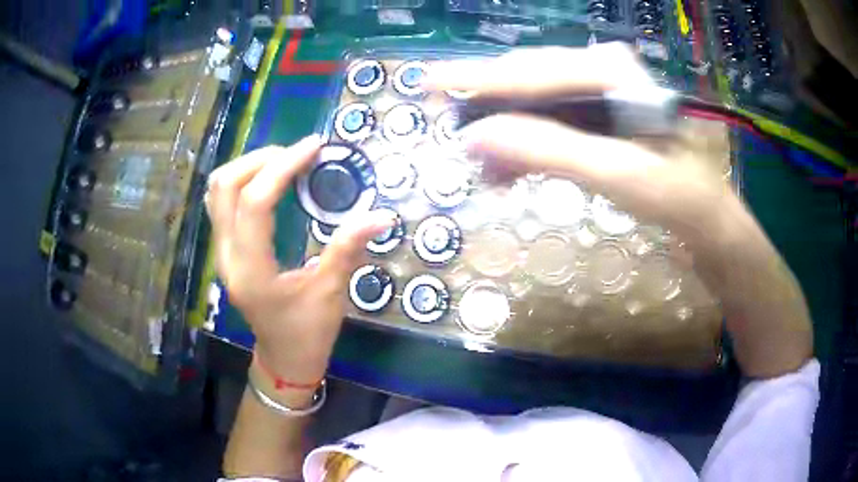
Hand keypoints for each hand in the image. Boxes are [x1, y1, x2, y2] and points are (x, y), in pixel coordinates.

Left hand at [205, 136, 393, 388]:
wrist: (283, 358)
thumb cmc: (307, 333)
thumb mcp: (330, 293)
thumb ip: (348, 250)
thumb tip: (382, 215)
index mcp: (252, 270)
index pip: (254, 203)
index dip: (282, 167)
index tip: (314, 147)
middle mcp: (227, 256)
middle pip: (224, 186)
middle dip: (261, 159)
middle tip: (298, 154)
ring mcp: (222, 252)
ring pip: (217, 191)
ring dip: (248, 166)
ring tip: (284, 161)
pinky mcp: (225, 249)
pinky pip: (221, 202)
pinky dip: (242, 180)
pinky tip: (268, 180)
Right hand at [429, 43, 731, 239]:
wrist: (702, 214)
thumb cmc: (674, 192)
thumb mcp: (615, 172)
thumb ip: (548, 149)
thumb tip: (477, 136)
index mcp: (610, 70)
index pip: (531, 72)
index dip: (476, 79)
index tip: (427, 83)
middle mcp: (600, 70)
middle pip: (527, 81)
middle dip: (489, 110)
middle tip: (452, 133)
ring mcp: (598, 92)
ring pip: (534, 104)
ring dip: (506, 136)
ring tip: (482, 170)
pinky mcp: (597, 117)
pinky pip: (548, 123)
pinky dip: (525, 147)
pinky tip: (508, 171)